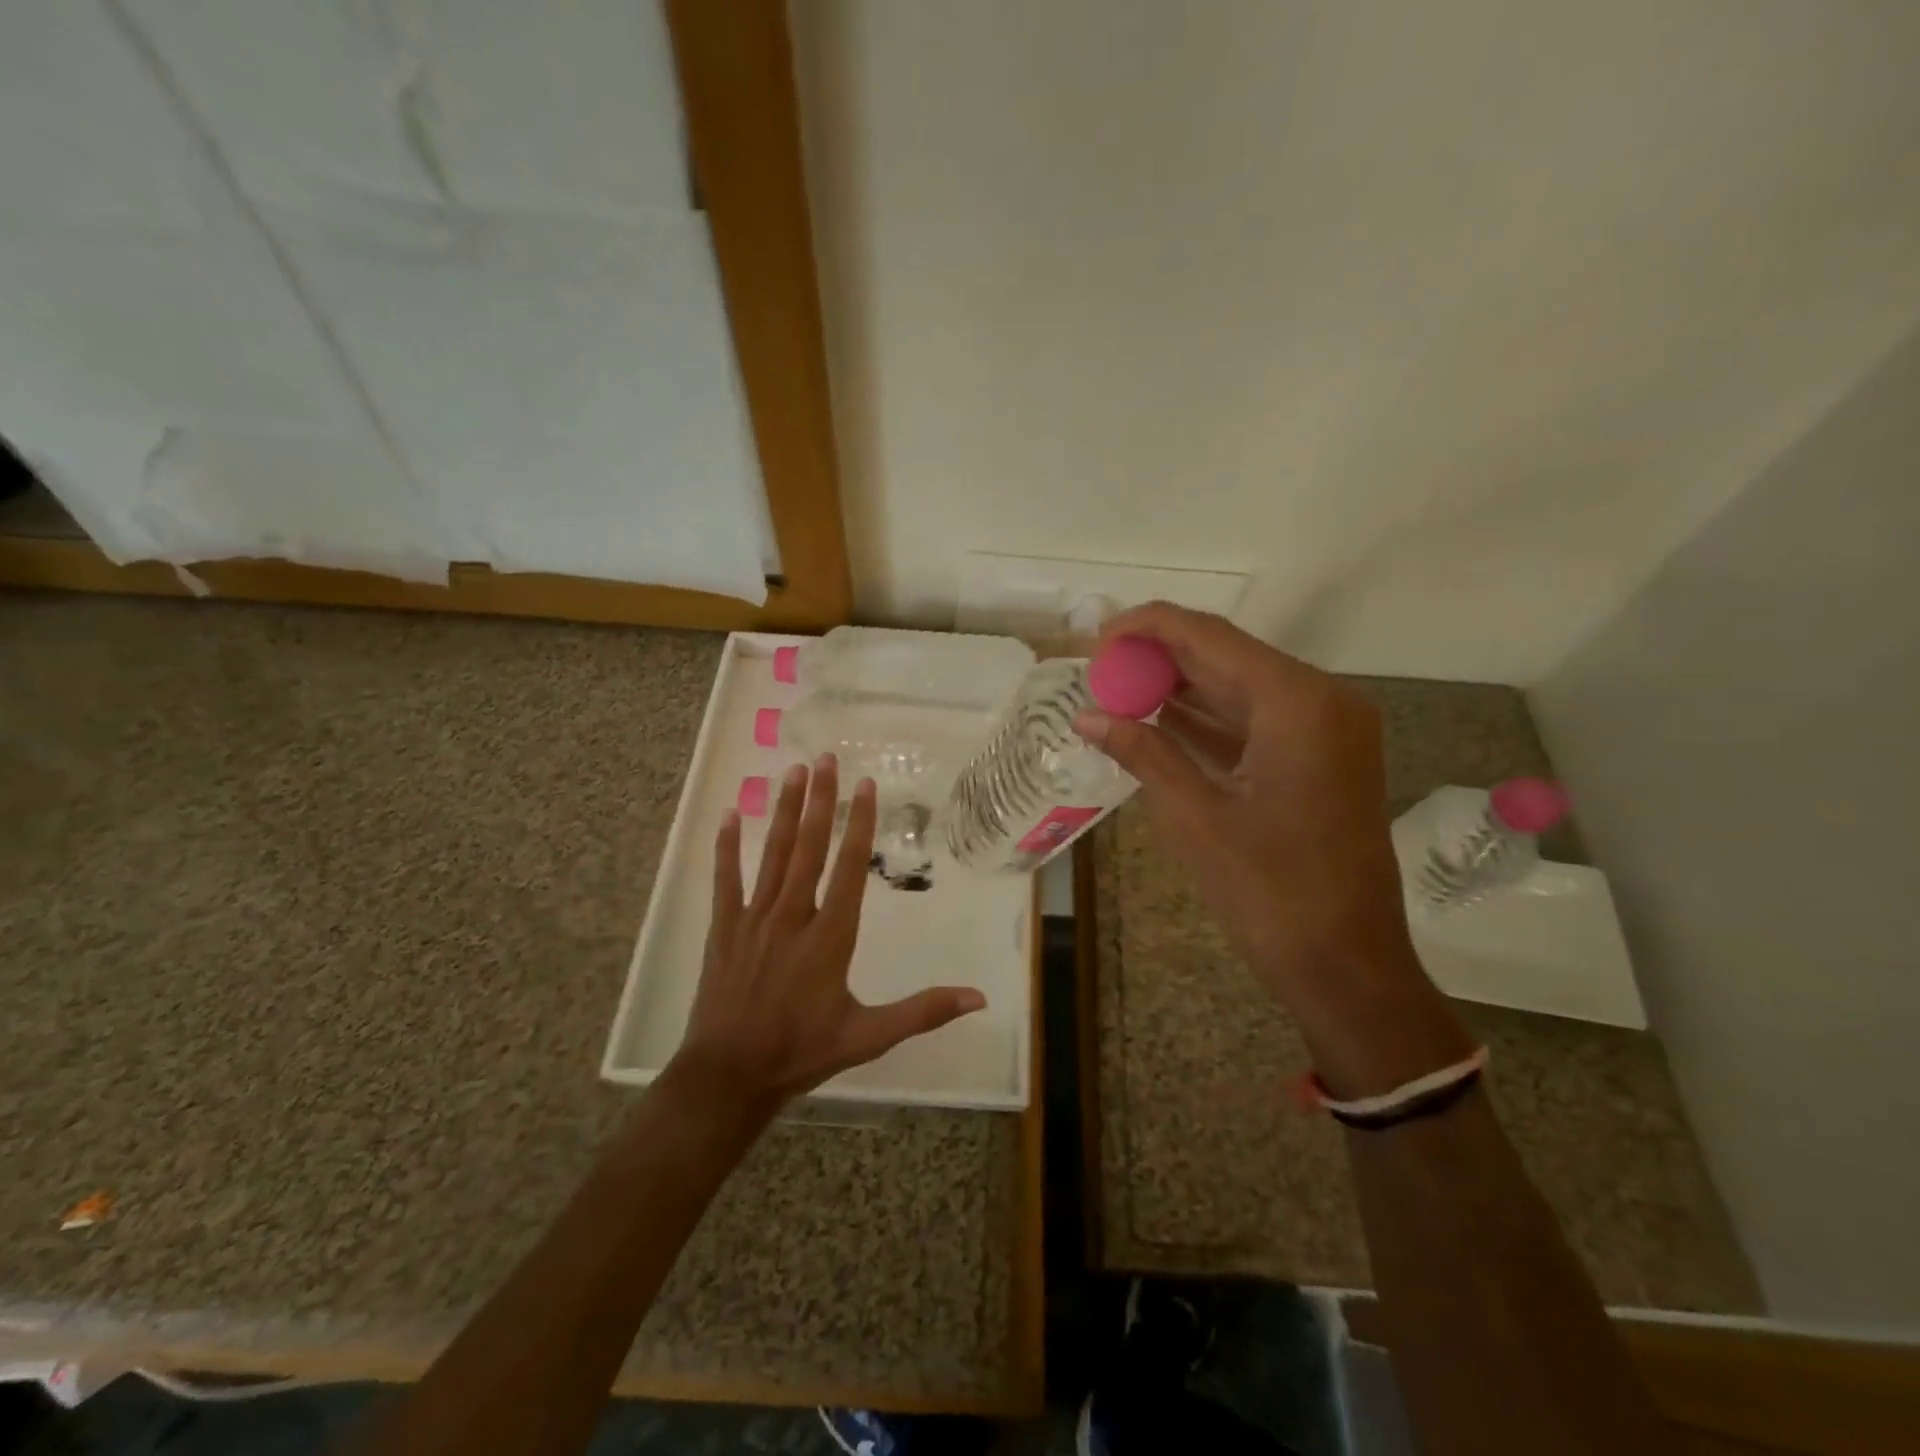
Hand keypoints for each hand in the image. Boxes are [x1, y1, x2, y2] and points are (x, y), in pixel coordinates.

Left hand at [670, 754, 986, 1115]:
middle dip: (819, 800)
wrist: (730, 1076)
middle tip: (825, 758)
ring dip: (783, 811)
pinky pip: (726, 879)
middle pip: (809, 847)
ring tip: (791, 772)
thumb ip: (922, 1011)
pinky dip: (727, 846)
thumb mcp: (869, 1036)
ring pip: (772, 854)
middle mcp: (793, 916)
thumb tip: (978, 997)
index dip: (859, 824)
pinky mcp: (725, 928)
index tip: (865, 786)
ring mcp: (754, 919)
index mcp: (830, 936)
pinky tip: (729, 814)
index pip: (849, 868)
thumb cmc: (802, 1052)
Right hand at [1075, 603, 1471, 1094]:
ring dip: (1180, 686)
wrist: (1347, 967)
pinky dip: (1207, 719)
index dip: (1147, 628)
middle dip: (1160, 656)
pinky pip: (1254, 722)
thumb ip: (1143, 752)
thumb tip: (1087, 716)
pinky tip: (1157, 718)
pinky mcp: (1319, 759)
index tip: (1095, 638)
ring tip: (1115, 688)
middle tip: (1098, 665)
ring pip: (1239, 687)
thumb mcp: (1196, 817)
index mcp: (1297, 703)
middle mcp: (1320, 701)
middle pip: (1226, 656)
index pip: (1209, 637)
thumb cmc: (1271, 893)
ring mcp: (1325, 731)